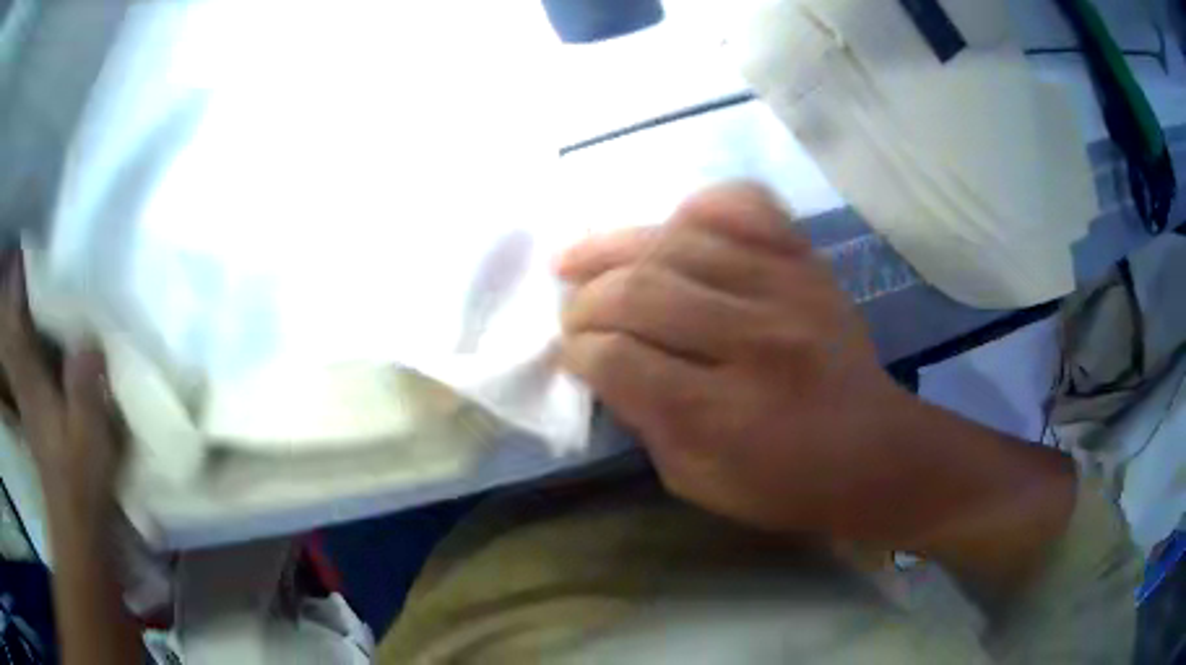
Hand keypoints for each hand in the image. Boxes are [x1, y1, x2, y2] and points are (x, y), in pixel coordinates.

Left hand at [0, 251, 122, 517]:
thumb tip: (88, 338)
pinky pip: (27, 366)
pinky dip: (28, 344)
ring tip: (33, 286)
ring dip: (22, 317)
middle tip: (29, 260)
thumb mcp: (89, 435)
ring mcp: (29, 399)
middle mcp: (26, 383)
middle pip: (16, 331)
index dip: (19, 290)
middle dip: (18, 296)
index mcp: (33, 384)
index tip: (24, 252)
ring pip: (19, 347)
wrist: (78, 524)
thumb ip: (86, 385)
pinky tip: (40, 334)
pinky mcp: (37, 413)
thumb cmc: (83, 480)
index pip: (19, 327)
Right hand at [556, 183, 913, 535]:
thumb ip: (643, 419)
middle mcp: (757, 339)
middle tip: (573, 312)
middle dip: (587, 302)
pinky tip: (668, 225)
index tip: (572, 355)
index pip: (619, 358)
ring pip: (676, 240)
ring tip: (583, 260)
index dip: (579, 353)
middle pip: (640, 291)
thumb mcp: (695, 479)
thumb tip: (601, 360)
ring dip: (615, 248)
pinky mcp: (807, 261)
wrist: (874, 450)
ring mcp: (788, 287)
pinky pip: (743, 203)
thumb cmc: (783, 483)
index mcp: (726, 414)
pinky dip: (696, 206)